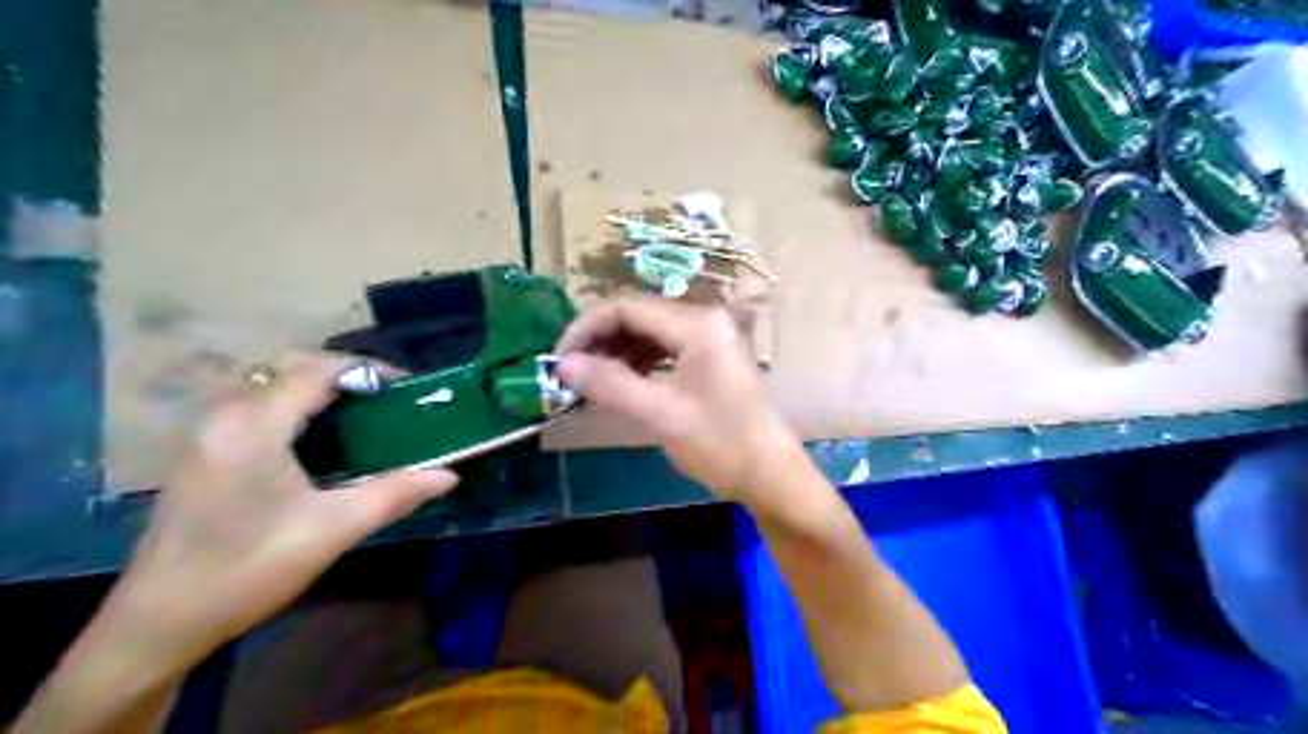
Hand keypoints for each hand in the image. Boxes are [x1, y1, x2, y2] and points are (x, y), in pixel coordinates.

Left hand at [111, 353, 459, 664]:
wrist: (159, 621)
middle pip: (290, 366)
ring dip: (318, 386)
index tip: (407, 388)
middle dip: (345, 373)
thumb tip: (449, 475)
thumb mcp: (332, 530)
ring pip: (270, 381)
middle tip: (387, 400)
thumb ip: (395, 494)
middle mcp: (223, 415)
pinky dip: (295, 401)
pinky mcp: (201, 447)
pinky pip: (255, 401)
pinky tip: (320, 433)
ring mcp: (206, 430)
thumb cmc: (249, 571)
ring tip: (362, 412)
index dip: (366, 370)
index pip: (315, 370)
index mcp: (252, 427)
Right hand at [556, 298, 802, 504]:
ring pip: (648, 334)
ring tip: (589, 382)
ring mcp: (710, 339)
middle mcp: (704, 320)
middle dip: (599, 342)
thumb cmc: (721, 444)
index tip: (558, 362)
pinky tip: (620, 384)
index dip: (586, 329)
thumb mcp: (661, 414)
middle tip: (569, 375)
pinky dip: (638, 364)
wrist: (772, 476)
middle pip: (637, 317)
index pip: (626, 308)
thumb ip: (610, 384)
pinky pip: (664, 350)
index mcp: (697, 324)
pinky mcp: (711, 359)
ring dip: (616, 353)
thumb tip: (563, 365)